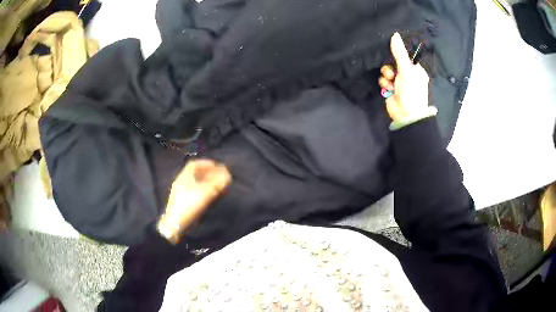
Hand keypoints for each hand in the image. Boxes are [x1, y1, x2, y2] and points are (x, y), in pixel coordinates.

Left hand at [157, 159, 230, 242]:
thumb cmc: (189, 206)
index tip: (216, 166)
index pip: (194, 164)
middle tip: (218, 176)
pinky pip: (192, 190)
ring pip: (193, 183)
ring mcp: (179, 192)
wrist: (175, 224)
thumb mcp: (205, 193)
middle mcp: (180, 182)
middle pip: (194, 173)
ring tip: (215, 186)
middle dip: (207, 173)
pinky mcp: (180, 201)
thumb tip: (227, 175)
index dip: (206, 163)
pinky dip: (201, 190)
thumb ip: (217, 183)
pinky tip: (207, 196)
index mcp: (184, 177)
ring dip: (204, 182)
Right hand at [379, 32, 429, 121]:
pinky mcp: (391, 89)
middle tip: (392, 71)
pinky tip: (388, 88)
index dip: (398, 53)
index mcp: (415, 69)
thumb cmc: (411, 91)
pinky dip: (385, 83)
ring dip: (386, 75)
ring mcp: (399, 82)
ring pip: (387, 70)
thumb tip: (395, 34)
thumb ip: (399, 52)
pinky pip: (384, 80)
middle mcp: (407, 74)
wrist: (406, 114)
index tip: (392, 51)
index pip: (405, 56)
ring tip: (390, 81)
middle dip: (390, 66)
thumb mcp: (407, 69)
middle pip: (394, 62)